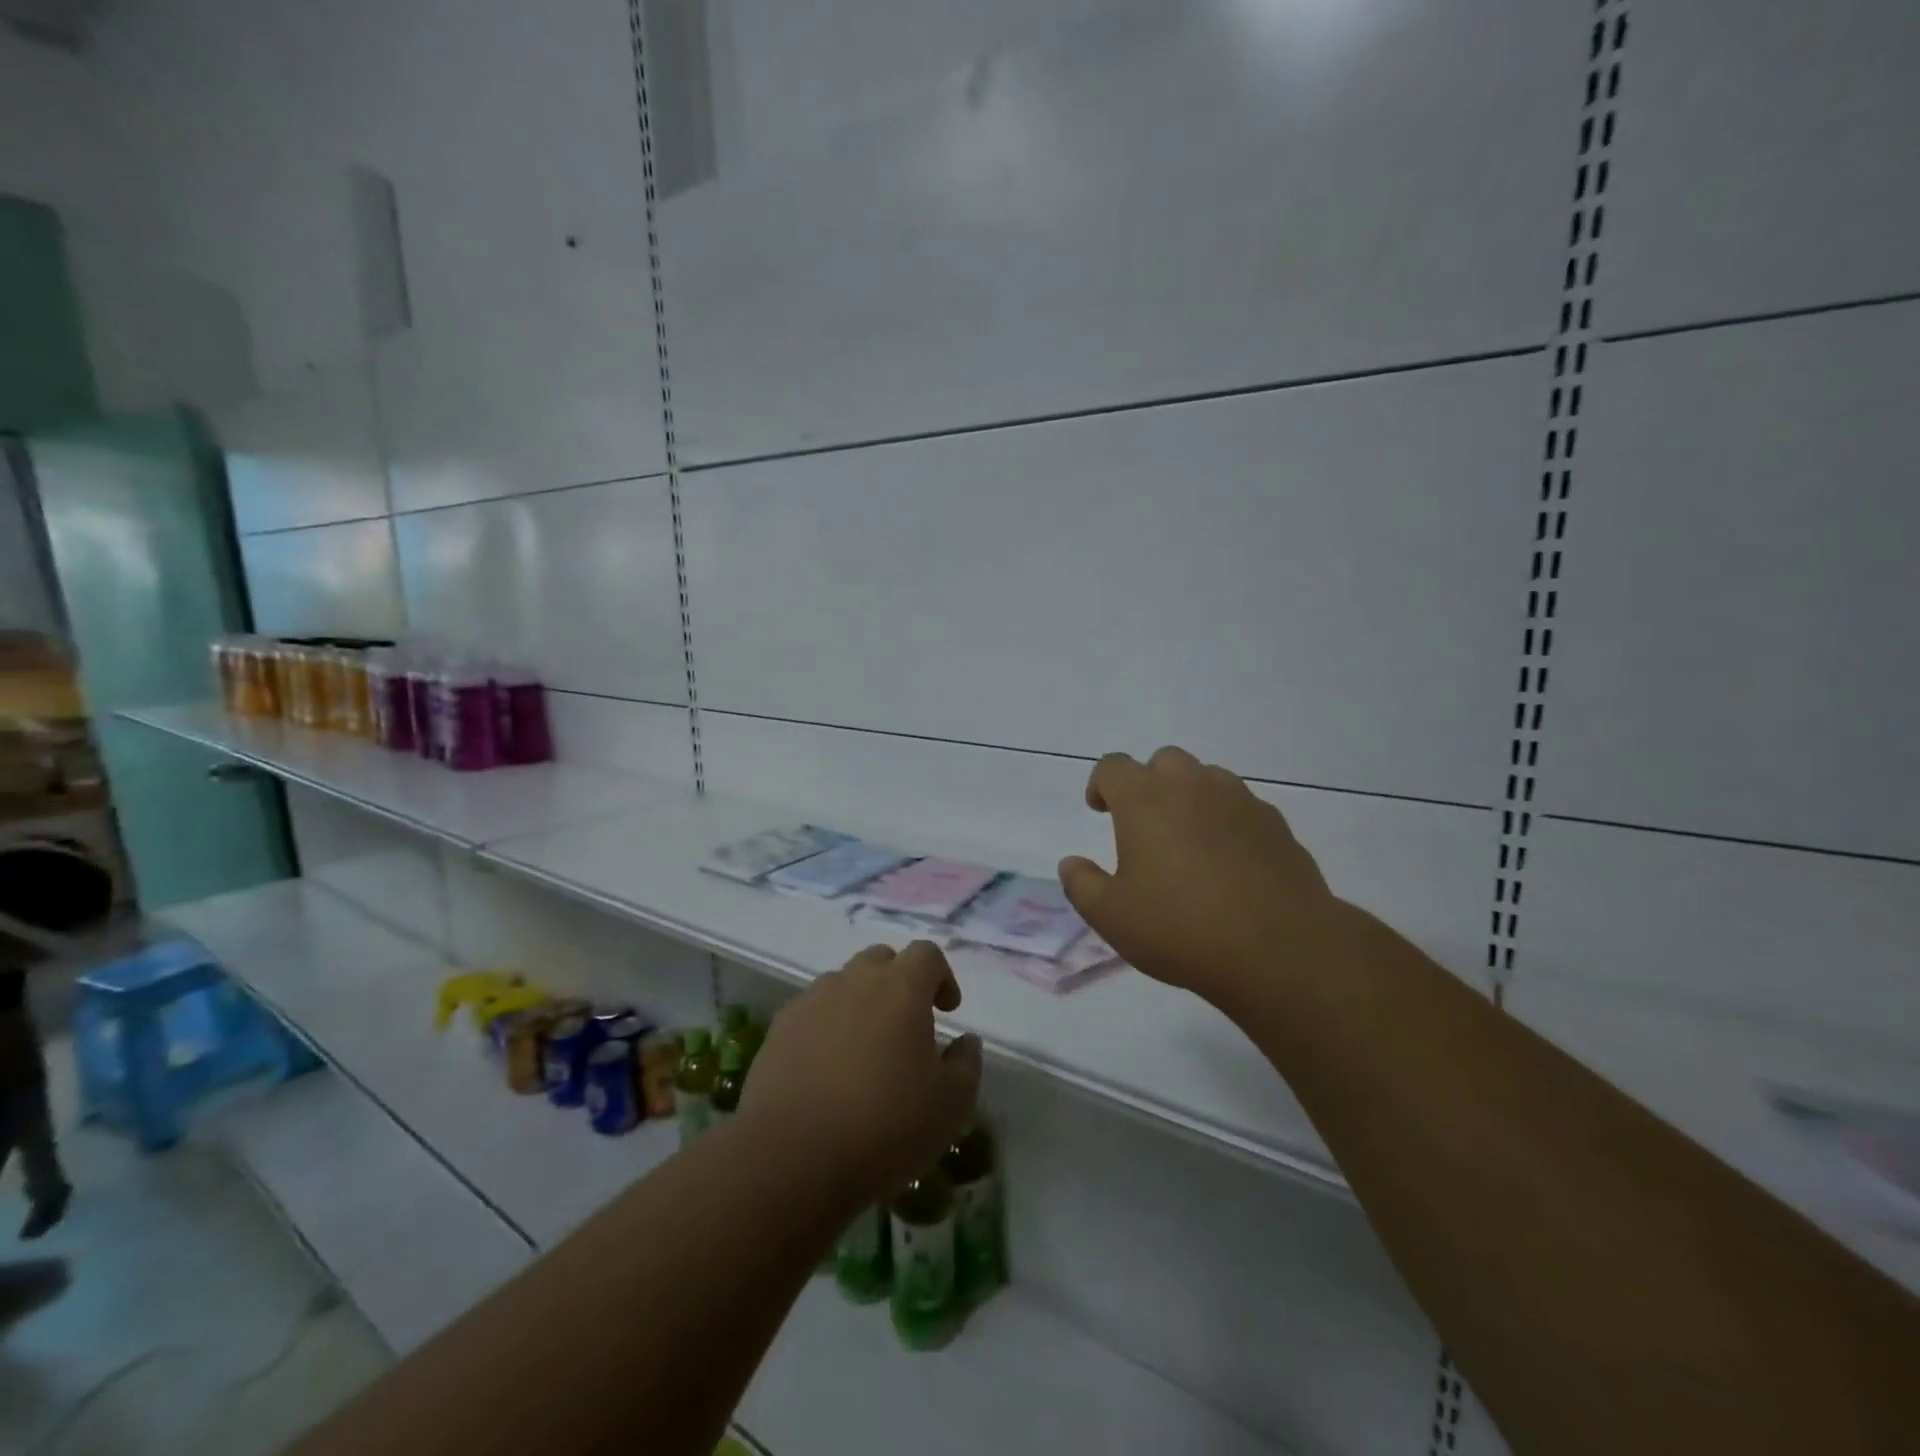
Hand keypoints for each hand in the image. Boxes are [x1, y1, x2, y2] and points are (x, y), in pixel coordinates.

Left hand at [740, 941, 982, 1203]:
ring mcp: (811, 1001)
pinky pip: (812, 1012)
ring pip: (843, 984)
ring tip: (865, 1050)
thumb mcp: (950, 1104)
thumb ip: (966, 1064)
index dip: (943, 976)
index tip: (948, 1011)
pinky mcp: (779, 1029)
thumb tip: (966, 1041)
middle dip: (899, 982)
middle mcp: (854, 981)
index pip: (927, 954)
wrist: (791, 1157)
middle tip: (907, 1025)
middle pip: (881, 960)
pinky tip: (828, 1070)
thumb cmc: (884, 1125)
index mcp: (900, 987)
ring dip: (860, 1003)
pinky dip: (826, 1027)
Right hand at [1058, 746, 1346, 1008]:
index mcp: (1145, 799)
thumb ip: (1082, 884)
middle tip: (1144, 825)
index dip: (1101, 784)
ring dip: (1190, 797)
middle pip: (1163, 761)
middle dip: (1148, 783)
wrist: (1279, 948)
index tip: (1100, 810)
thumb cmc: (1181, 928)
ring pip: (1207, 778)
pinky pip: (1241, 806)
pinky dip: (1226, 821)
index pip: (1113, 766)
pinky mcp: (1276, 823)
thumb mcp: (1112, 916)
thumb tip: (1071, 863)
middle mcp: (1191, 786)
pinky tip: (1229, 862)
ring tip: (1188, 842)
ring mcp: (1239, 800)